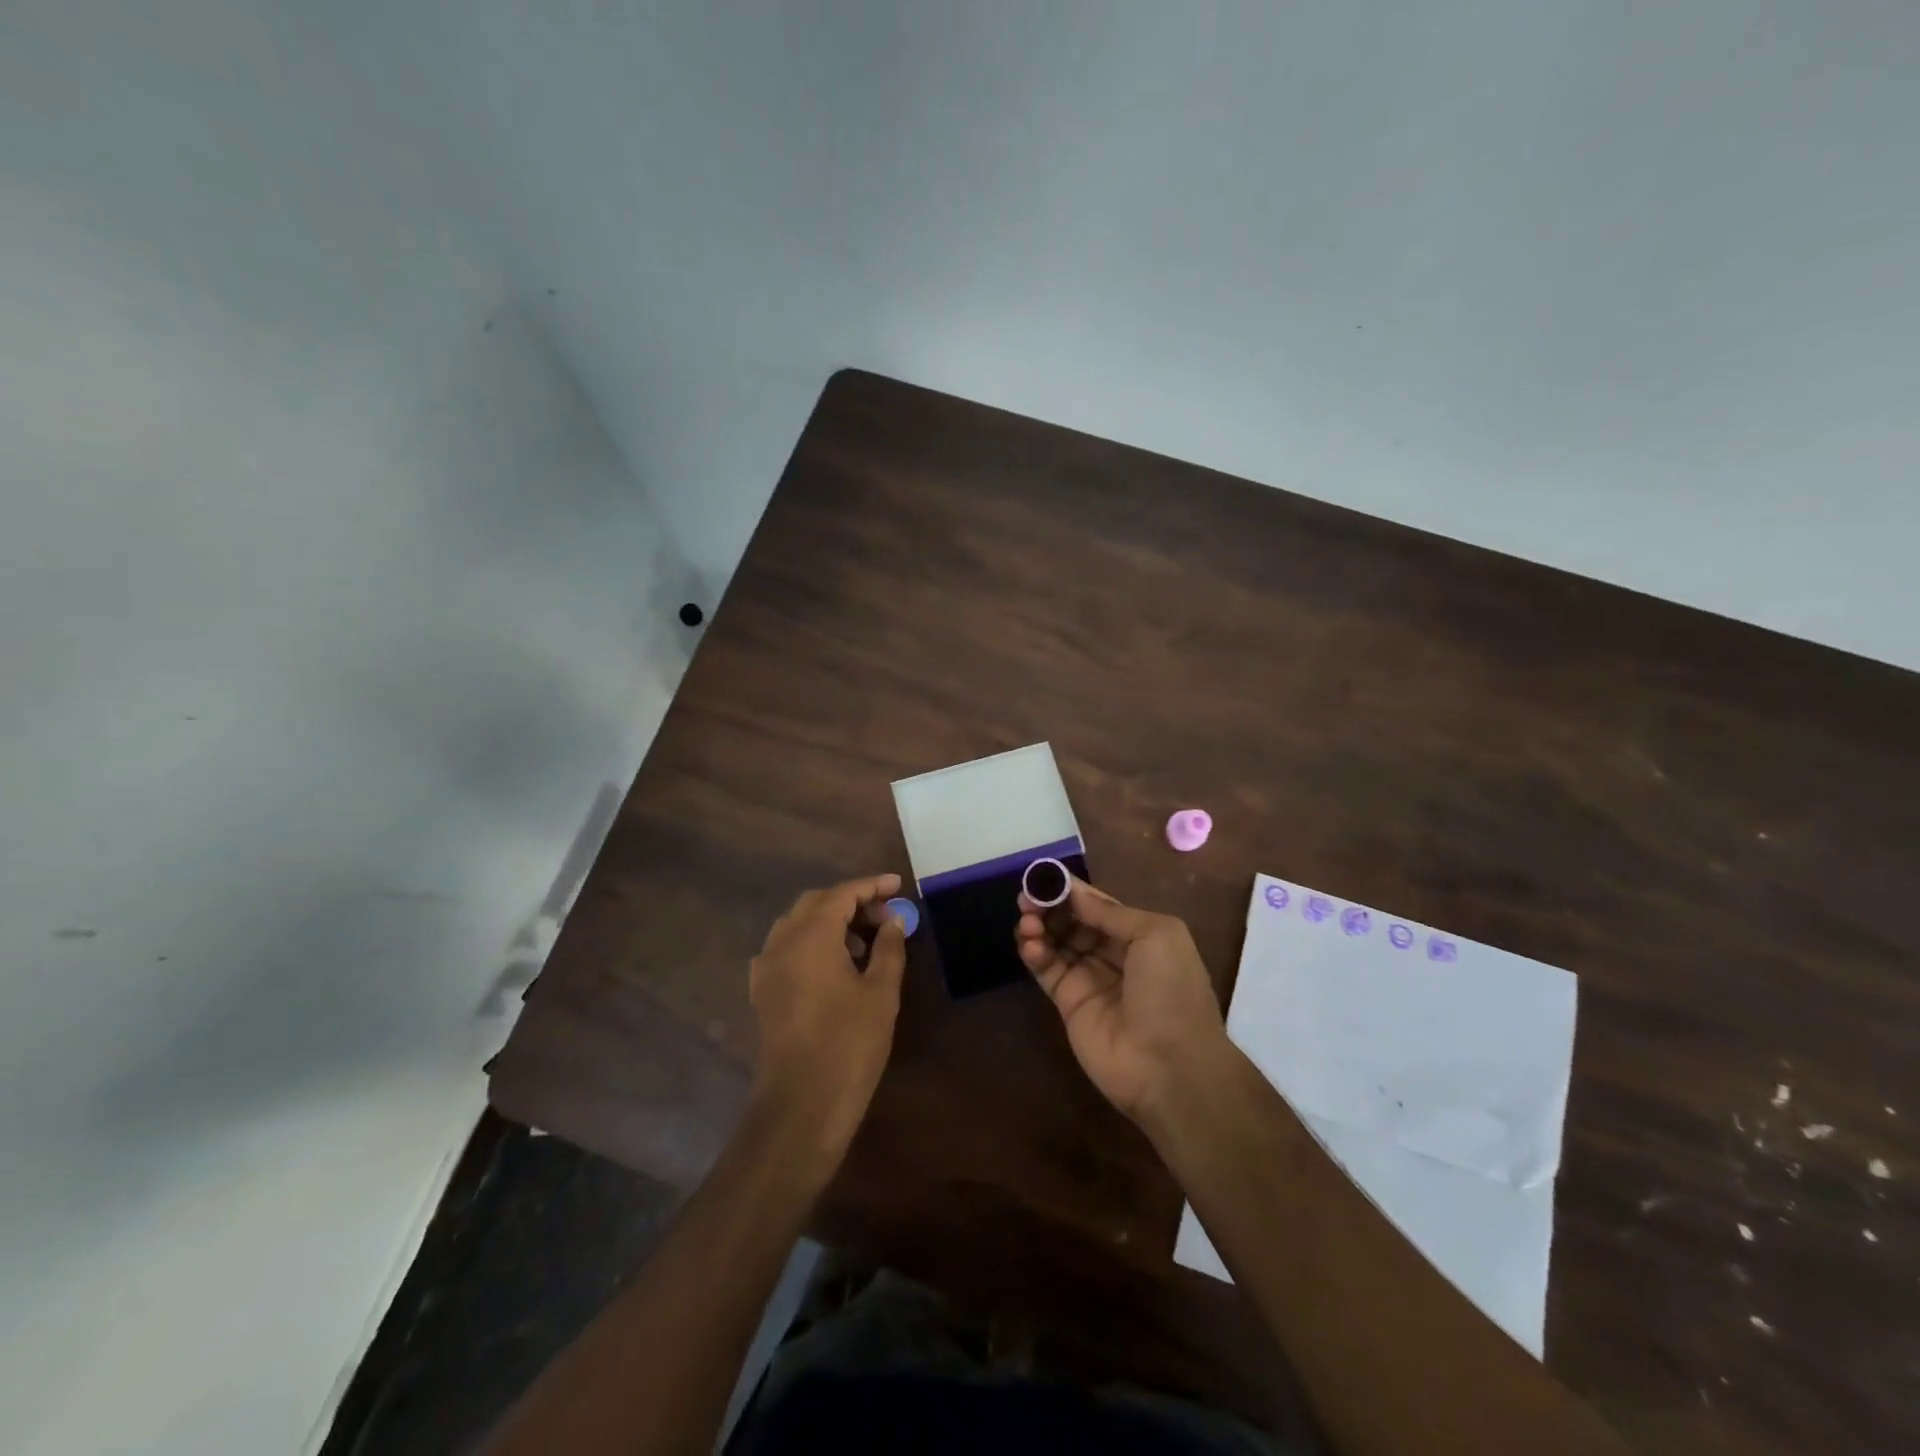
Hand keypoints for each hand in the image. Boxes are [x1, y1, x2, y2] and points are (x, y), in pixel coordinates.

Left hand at [749, 874, 908, 1158]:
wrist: (802, 1105)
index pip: (841, 894)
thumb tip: (894, 919)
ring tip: (866, 942)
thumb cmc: (849, 1043)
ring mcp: (766, 967)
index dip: (871, 886)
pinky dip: (812, 943)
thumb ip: (889, 947)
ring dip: (831, 922)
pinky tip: (836, 965)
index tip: (897, 885)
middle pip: (816, 904)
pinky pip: (787, 948)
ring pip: (798, 924)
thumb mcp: (881, 992)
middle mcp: (781, 942)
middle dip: (851, 902)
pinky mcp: (762, 991)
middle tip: (885, 916)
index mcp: (810, 936)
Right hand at [1016, 877, 1226, 1123]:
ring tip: (1027, 920)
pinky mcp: (1068, 1004)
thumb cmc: (1171, 991)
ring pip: (1056, 942)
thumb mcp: (1156, 935)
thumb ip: (1111, 912)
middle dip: (1050, 905)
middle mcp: (1112, 954)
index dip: (1071, 890)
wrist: (1170, 1066)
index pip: (1097, 905)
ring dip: (1039, 926)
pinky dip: (1034, 953)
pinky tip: (1030, 944)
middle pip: (1073, 921)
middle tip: (1026, 897)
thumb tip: (1074, 893)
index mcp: (1139, 935)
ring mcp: (1089, 979)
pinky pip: (1047, 970)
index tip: (1044, 874)